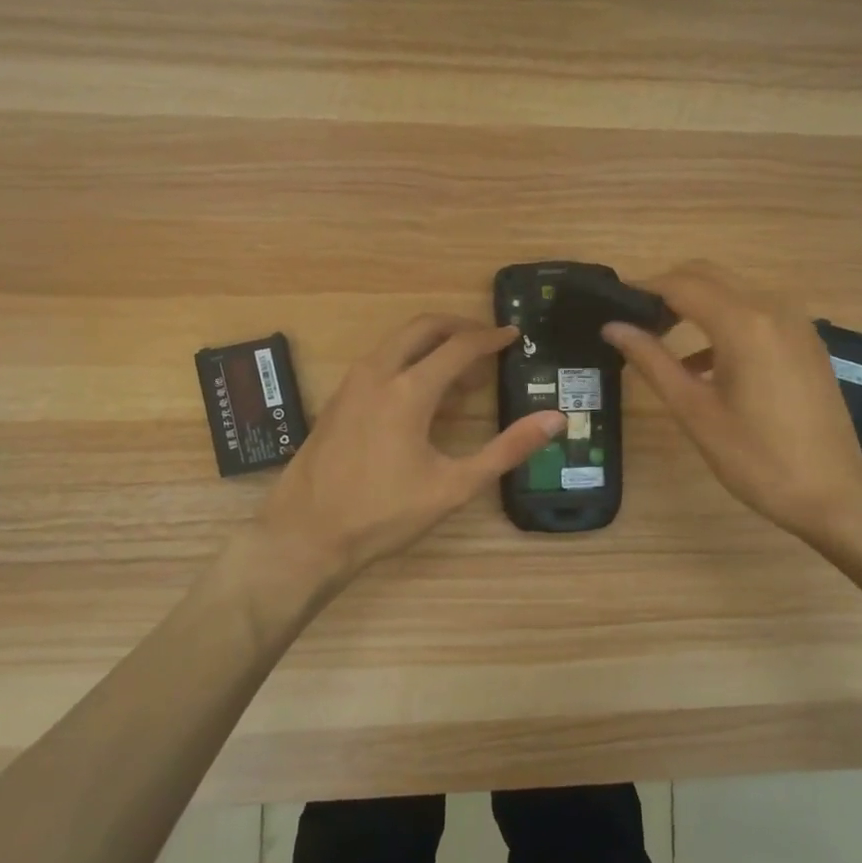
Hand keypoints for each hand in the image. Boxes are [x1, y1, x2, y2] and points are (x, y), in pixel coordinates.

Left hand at [257, 314, 565, 587]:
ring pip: (397, 342)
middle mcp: (377, 373)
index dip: (490, 338)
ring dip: (432, 345)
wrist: (305, 535)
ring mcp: (352, 384)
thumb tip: (556, 420)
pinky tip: (423, 396)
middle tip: (487, 341)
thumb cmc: (384, 514)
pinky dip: (409, 361)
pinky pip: (380, 361)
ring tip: (462, 374)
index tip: (513, 334)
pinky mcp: (338, 399)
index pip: (459, 346)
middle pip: (423, 327)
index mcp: (409, 390)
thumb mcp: (454, 486)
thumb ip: (507, 450)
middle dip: (459, 327)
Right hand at [602, 261, 861, 547]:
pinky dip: (723, 321)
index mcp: (743, 323)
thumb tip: (613, 327)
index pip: (681, 285)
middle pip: (708, 275)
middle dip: (668, 289)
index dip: (643, 289)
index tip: (612, 306)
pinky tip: (702, 363)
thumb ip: (652, 362)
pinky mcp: (806, 341)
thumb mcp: (695, 411)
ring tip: (660, 339)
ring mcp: (795, 322)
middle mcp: (772, 308)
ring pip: (733, 290)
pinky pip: (756, 312)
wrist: (832, 493)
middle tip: (635, 321)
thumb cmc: (756, 458)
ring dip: (695, 303)